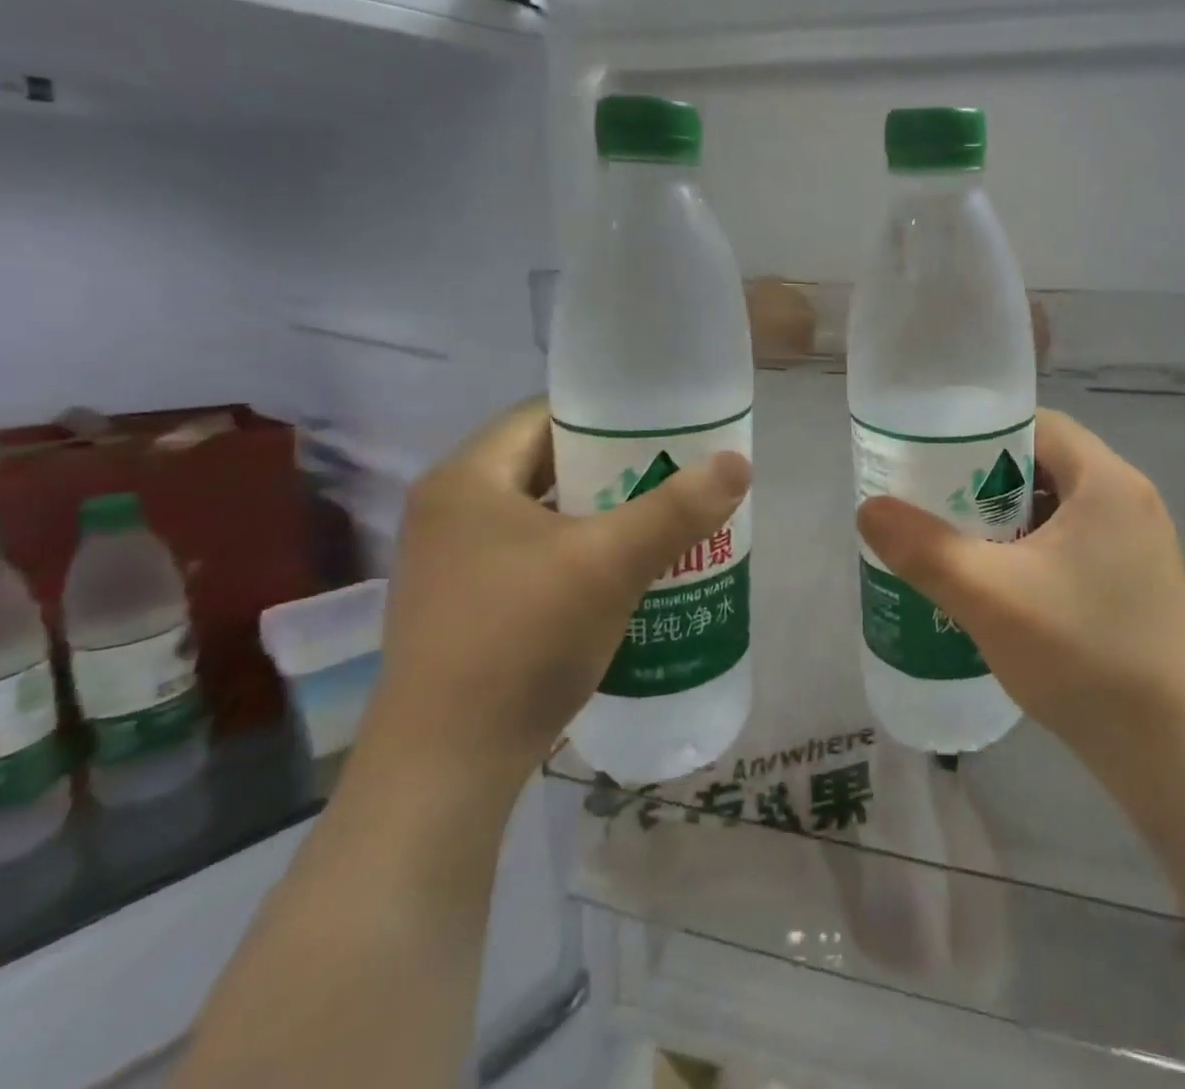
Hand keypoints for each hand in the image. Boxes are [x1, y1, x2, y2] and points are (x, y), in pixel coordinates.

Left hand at [363, 399, 750, 787]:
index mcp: (466, 479)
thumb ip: (677, 508)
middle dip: (616, 468)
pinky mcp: (466, 604)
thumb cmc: (522, 641)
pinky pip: (535, 553)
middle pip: (548, 464)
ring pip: (544, 513)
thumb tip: (738, 461)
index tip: (666, 427)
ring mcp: (453, 562)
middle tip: (676, 472)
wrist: (446, 769)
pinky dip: (581, 551)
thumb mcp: (610, 564)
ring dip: (602, 513)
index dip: (610, 415)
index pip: (546, 415)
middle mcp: (450, 511)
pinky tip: (626, 571)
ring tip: (663, 517)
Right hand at [856, 409, 1184, 769]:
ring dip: (1009, 521)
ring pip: (1058, 509)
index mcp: (1107, 480)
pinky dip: (1034, 552)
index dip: (981, 435)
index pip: (1036, 425)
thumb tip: (869, 509)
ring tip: (960, 548)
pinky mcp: (1138, 582)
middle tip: (938, 508)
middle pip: (1045, 465)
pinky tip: (1002, 589)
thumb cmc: (1082, 654)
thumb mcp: (989, 596)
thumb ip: (924, 548)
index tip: (935, 463)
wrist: (1170, 752)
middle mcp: (1130, 500)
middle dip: (987, 483)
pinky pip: (1075, 544)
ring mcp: (1139, 544)